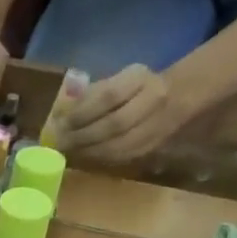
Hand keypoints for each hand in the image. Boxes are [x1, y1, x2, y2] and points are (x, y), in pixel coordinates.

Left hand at [56, 64, 191, 163]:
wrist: (177, 97)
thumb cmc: (134, 87)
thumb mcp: (116, 79)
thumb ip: (89, 94)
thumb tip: (59, 115)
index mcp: (140, 79)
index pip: (109, 96)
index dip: (82, 112)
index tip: (60, 123)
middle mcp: (152, 101)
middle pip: (113, 124)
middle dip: (82, 136)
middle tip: (60, 143)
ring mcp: (155, 126)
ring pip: (118, 145)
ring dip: (88, 151)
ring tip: (68, 152)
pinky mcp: (150, 147)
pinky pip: (121, 157)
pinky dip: (99, 159)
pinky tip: (83, 157)